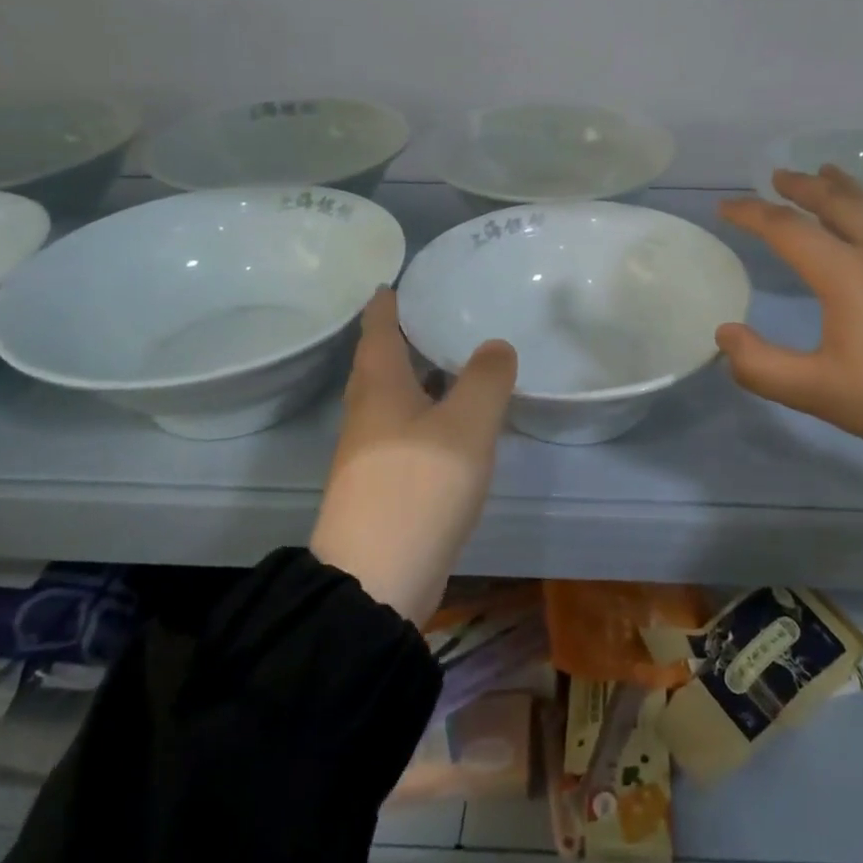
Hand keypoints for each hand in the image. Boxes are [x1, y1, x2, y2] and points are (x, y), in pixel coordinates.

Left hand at [310, 288, 517, 625]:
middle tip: (436, 315)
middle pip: (381, 364)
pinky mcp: (383, 486)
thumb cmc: (419, 485)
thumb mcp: (466, 424)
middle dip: (403, 339)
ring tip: (453, 362)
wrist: (377, 580)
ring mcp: (371, 454)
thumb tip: (495, 346)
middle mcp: (367, 414)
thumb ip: (486, 378)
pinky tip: (454, 423)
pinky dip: (427, 414)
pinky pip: (406, 431)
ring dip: (418, 378)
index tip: (394, 282)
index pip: (377, 331)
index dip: (386, 305)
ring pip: (394, 400)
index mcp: (379, 387)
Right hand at [717, 166, 862, 481]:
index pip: (787, 228)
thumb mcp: (819, 393)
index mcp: (847, 273)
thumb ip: (761, 366)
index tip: (725, 206)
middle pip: (836, 201)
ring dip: (840, 190)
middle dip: (801, 184)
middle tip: (778, 175)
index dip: (751, 213)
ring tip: (826, 177)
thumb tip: (725, 334)